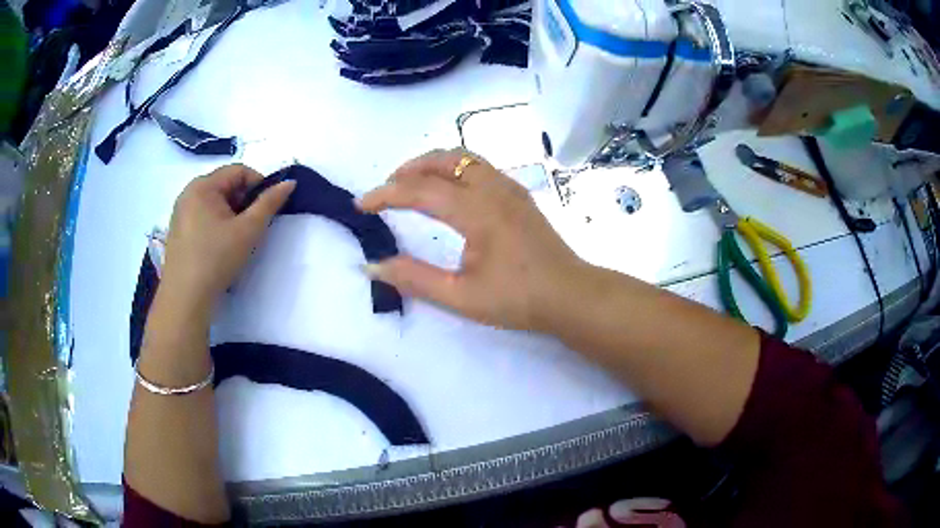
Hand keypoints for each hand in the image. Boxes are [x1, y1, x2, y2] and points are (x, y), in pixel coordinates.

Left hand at [161, 164, 294, 306]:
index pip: (239, 171)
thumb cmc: (216, 259)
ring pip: (215, 202)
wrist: (185, 299)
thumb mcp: (248, 230)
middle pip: (225, 185)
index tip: (268, 209)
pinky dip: (217, 224)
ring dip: (232, 213)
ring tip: (238, 238)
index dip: (259, 185)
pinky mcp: (178, 230)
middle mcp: (188, 193)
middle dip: (244, 201)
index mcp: (203, 186)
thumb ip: (269, 203)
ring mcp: (180, 212)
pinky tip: (221, 246)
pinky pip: (203, 216)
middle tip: (253, 226)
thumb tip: (289, 182)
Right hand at [359, 149, 584, 330]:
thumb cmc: (518, 299)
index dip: (385, 195)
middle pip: (444, 159)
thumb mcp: (461, 297)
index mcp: (477, 211)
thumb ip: (415, 279)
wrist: (570, 295)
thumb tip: (373, 266)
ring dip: (433, 164)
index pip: (420, 191)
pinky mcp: (519, 195)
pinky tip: (450, 189)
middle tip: (387, 188)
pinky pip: (480, 167)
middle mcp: (493, 189)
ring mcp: (510, 188)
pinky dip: (454, 168)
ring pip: (465, 157)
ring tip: (413, 182)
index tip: (361, 205)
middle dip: (409, 168)